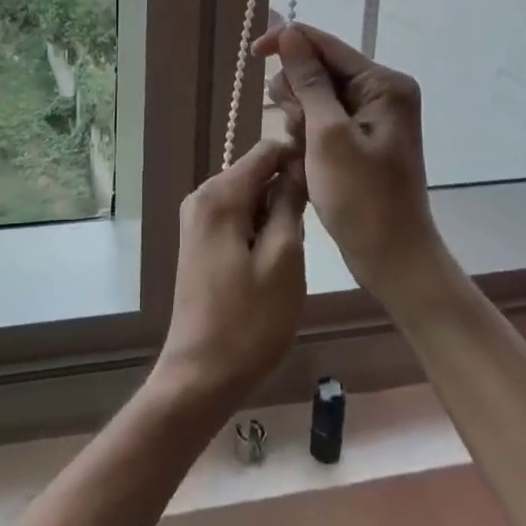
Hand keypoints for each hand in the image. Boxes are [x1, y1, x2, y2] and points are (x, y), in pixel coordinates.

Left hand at [151, 138, 306, 414]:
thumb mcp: (284, 259)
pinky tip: (273, 259)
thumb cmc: (249, 321)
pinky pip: (237, 215)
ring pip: (249, 195)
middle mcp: (202, 195)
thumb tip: (298, 166)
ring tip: (295, 250)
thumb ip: (290, 204)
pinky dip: (259, 227)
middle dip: (287, 190)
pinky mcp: (200, 240)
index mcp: (219, 195)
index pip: (266, 151)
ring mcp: (197, 218)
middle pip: (256, 171)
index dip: (299, 157)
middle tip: (312, 229)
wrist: (201, 374)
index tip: (328, 181)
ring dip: (275, 212)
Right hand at [253, 24, 447, 314]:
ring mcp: (373, 115)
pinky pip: (323, 118)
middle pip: (319, 68)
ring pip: (315, 94)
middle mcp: (381, 91)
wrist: (393, 258)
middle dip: (296, 93)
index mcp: (383, 83)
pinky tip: (306, 159)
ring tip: (303, 151)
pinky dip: (307, 134)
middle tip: (296, 130)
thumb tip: (289, 33)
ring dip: (299, 117)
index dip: (286, 43)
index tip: (252, 56)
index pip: (325, 44)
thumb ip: (308, 81)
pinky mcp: (362, 137)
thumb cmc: (362, 198)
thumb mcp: (328, 135)